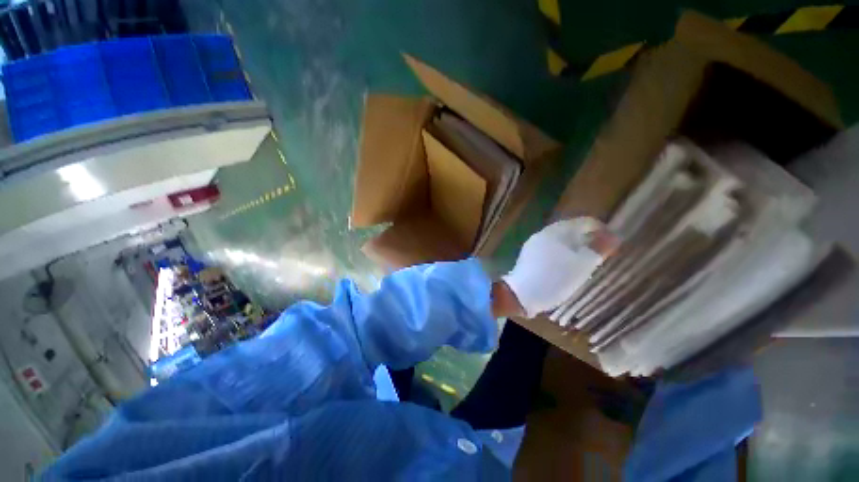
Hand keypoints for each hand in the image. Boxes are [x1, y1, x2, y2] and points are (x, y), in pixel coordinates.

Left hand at [501, 218, 615, 317]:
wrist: (521, 294)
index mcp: (556, 231)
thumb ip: (599, 248)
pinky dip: (562, 254)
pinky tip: (565, 268)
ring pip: (560, 241)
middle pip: (571, 230)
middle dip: (588, 240)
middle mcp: (543, 233)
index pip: (585, 222)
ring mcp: (533, 244)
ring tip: (584, 263)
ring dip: (575, 248)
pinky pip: (550, 249)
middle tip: (598, 256)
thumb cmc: (554, 278)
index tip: (611, 246)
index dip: (602, 231)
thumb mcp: (582, 265)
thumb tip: (614, 236)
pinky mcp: (528, 256)